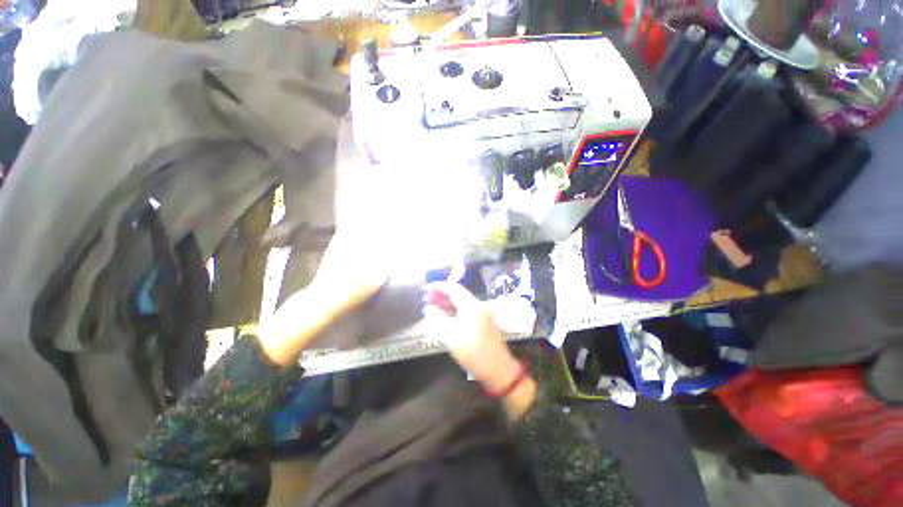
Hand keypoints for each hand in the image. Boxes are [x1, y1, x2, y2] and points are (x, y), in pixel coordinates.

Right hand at [424, 282, 521, 393]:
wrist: (498, 369)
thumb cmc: (473, 352)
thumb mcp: (451, 336)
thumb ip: (438, 319)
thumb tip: (428, 308)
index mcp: (471, 305)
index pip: (454, 288)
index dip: (440, 286)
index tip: (427, 287)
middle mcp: (479, 305)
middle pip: (459, 293)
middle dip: (443, 294)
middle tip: (428, 298)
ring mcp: (483, 312)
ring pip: (463, 302)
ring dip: (449, 302)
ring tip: (435, 306)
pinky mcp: (484, 321)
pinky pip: (467, 309)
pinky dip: (456, 309)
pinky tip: (447, 315)